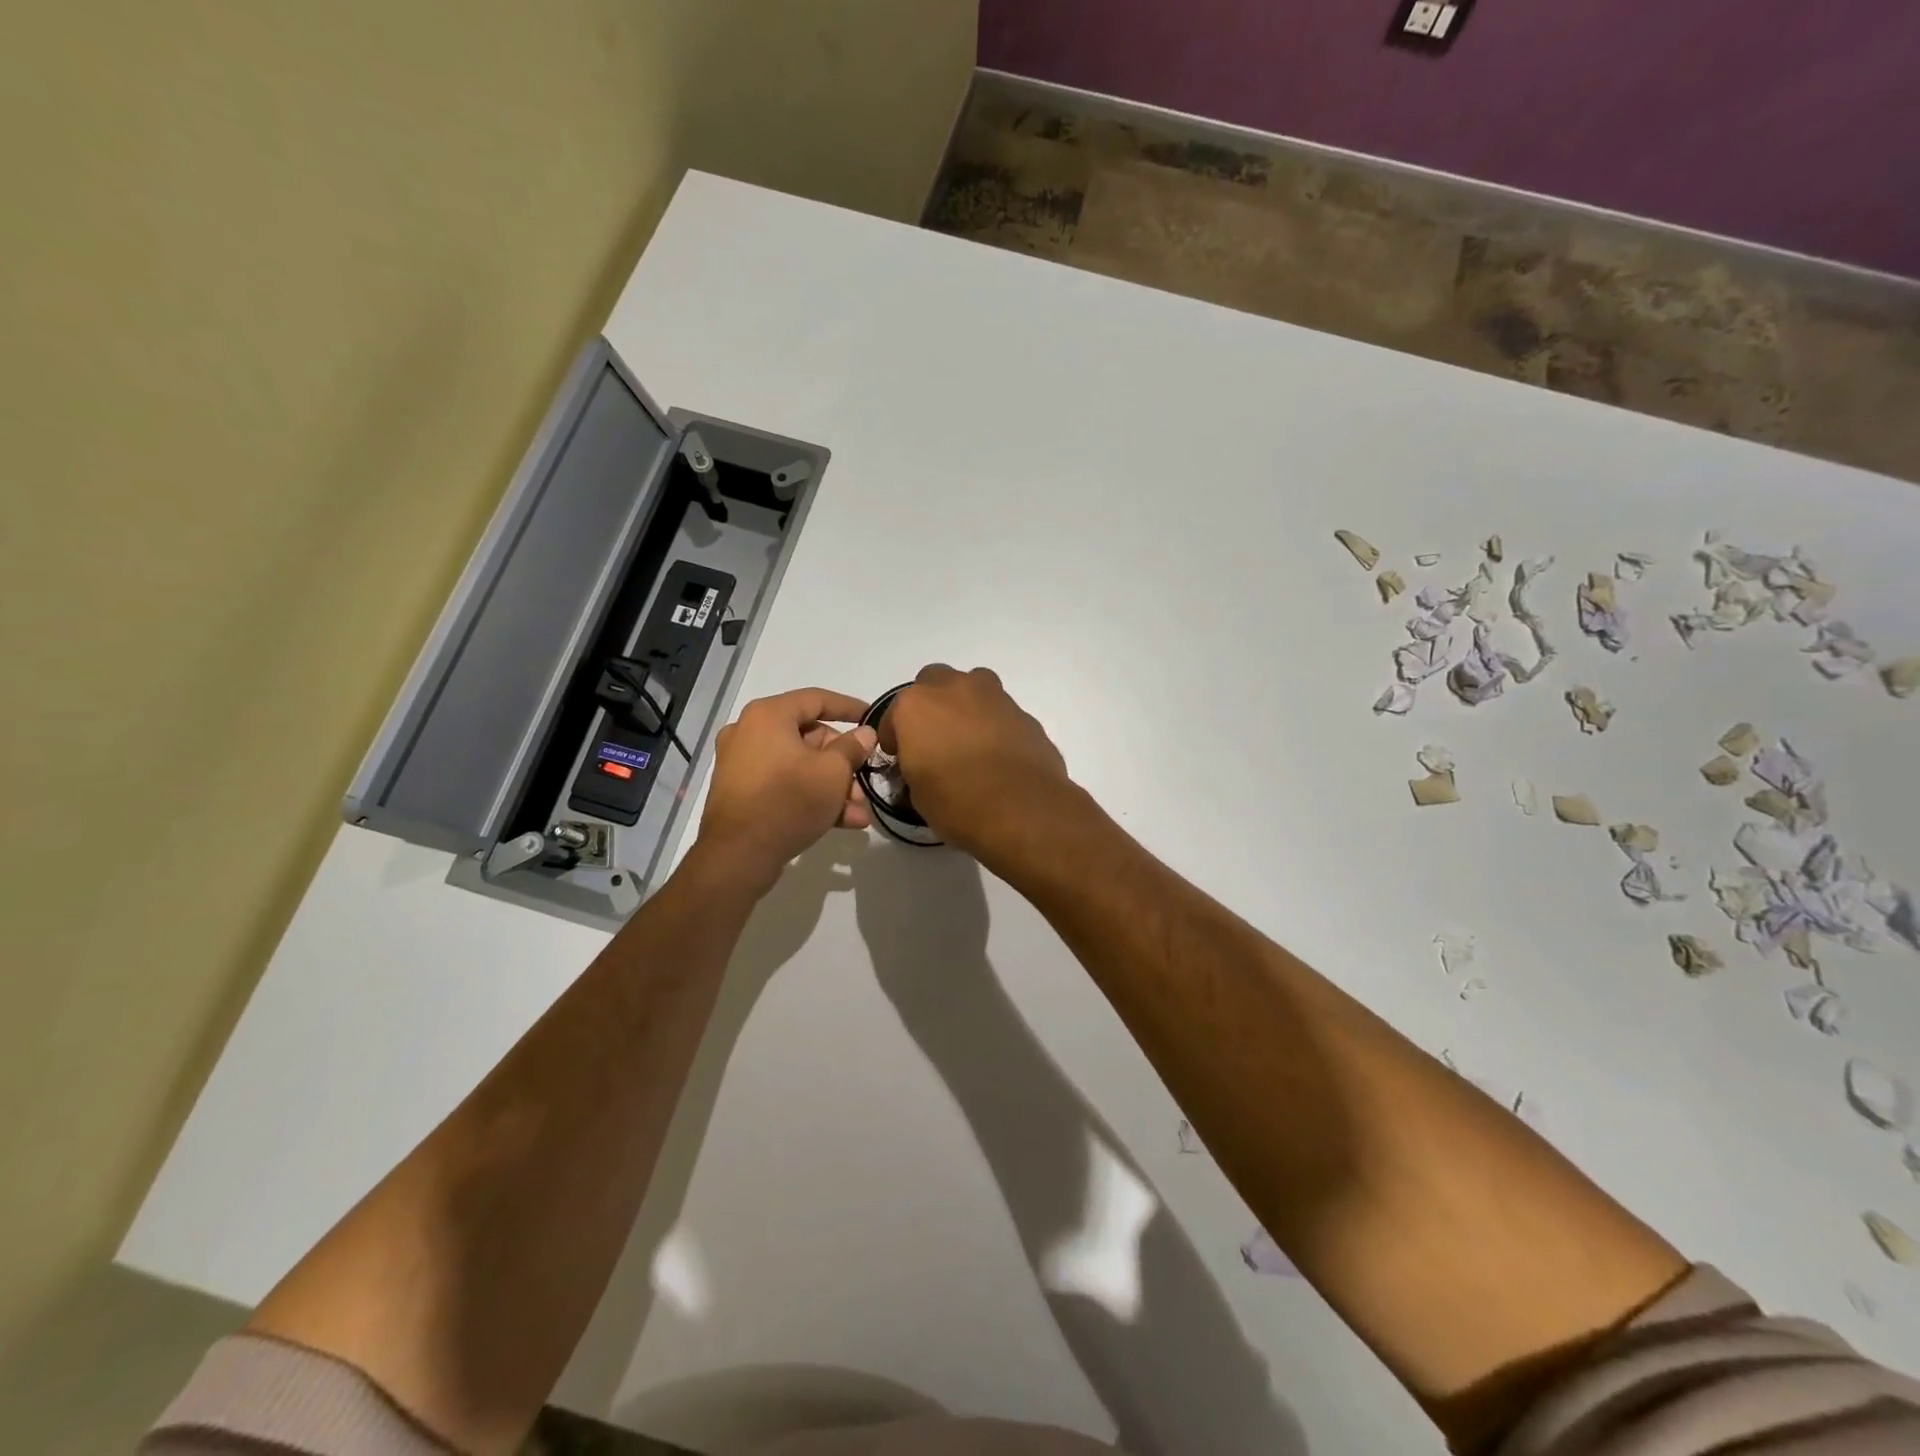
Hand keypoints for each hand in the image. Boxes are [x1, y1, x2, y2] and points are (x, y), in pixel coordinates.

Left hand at [695, 688, 875, 892]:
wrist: (738, 856)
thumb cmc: (788, 801)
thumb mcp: (832, 773)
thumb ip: (852, 748)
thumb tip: (864, 734)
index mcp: (768, 716)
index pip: (817, 699)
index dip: (849, 707)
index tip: (873, 717)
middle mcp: (749, 732)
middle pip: (809, 737)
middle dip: (843, 762)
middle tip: (865, 781)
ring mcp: (742, 764)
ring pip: (799, 765)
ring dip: (832, 786)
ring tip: (859, 811)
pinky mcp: (741, 792)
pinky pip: (784, 784)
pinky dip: (810, 796)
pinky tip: (843, 821)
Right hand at [879, 665, 1071, 860]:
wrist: (1023, 811)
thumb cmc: (958, 804)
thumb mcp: (918, 795)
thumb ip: (915, 768)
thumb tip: (924, 768)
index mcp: (916, 706)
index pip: (894, 715)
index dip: (895, 737)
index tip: (900, 758)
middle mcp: (954, 689)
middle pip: (934, 682)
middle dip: (931, 705)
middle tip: (935, 737)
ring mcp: (994, 696)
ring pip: (973, 687)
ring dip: (966, 705)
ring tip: (969, 739)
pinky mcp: (1024, 713)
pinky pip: (1001, 711)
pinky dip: (995, 725)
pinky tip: (998, 754)